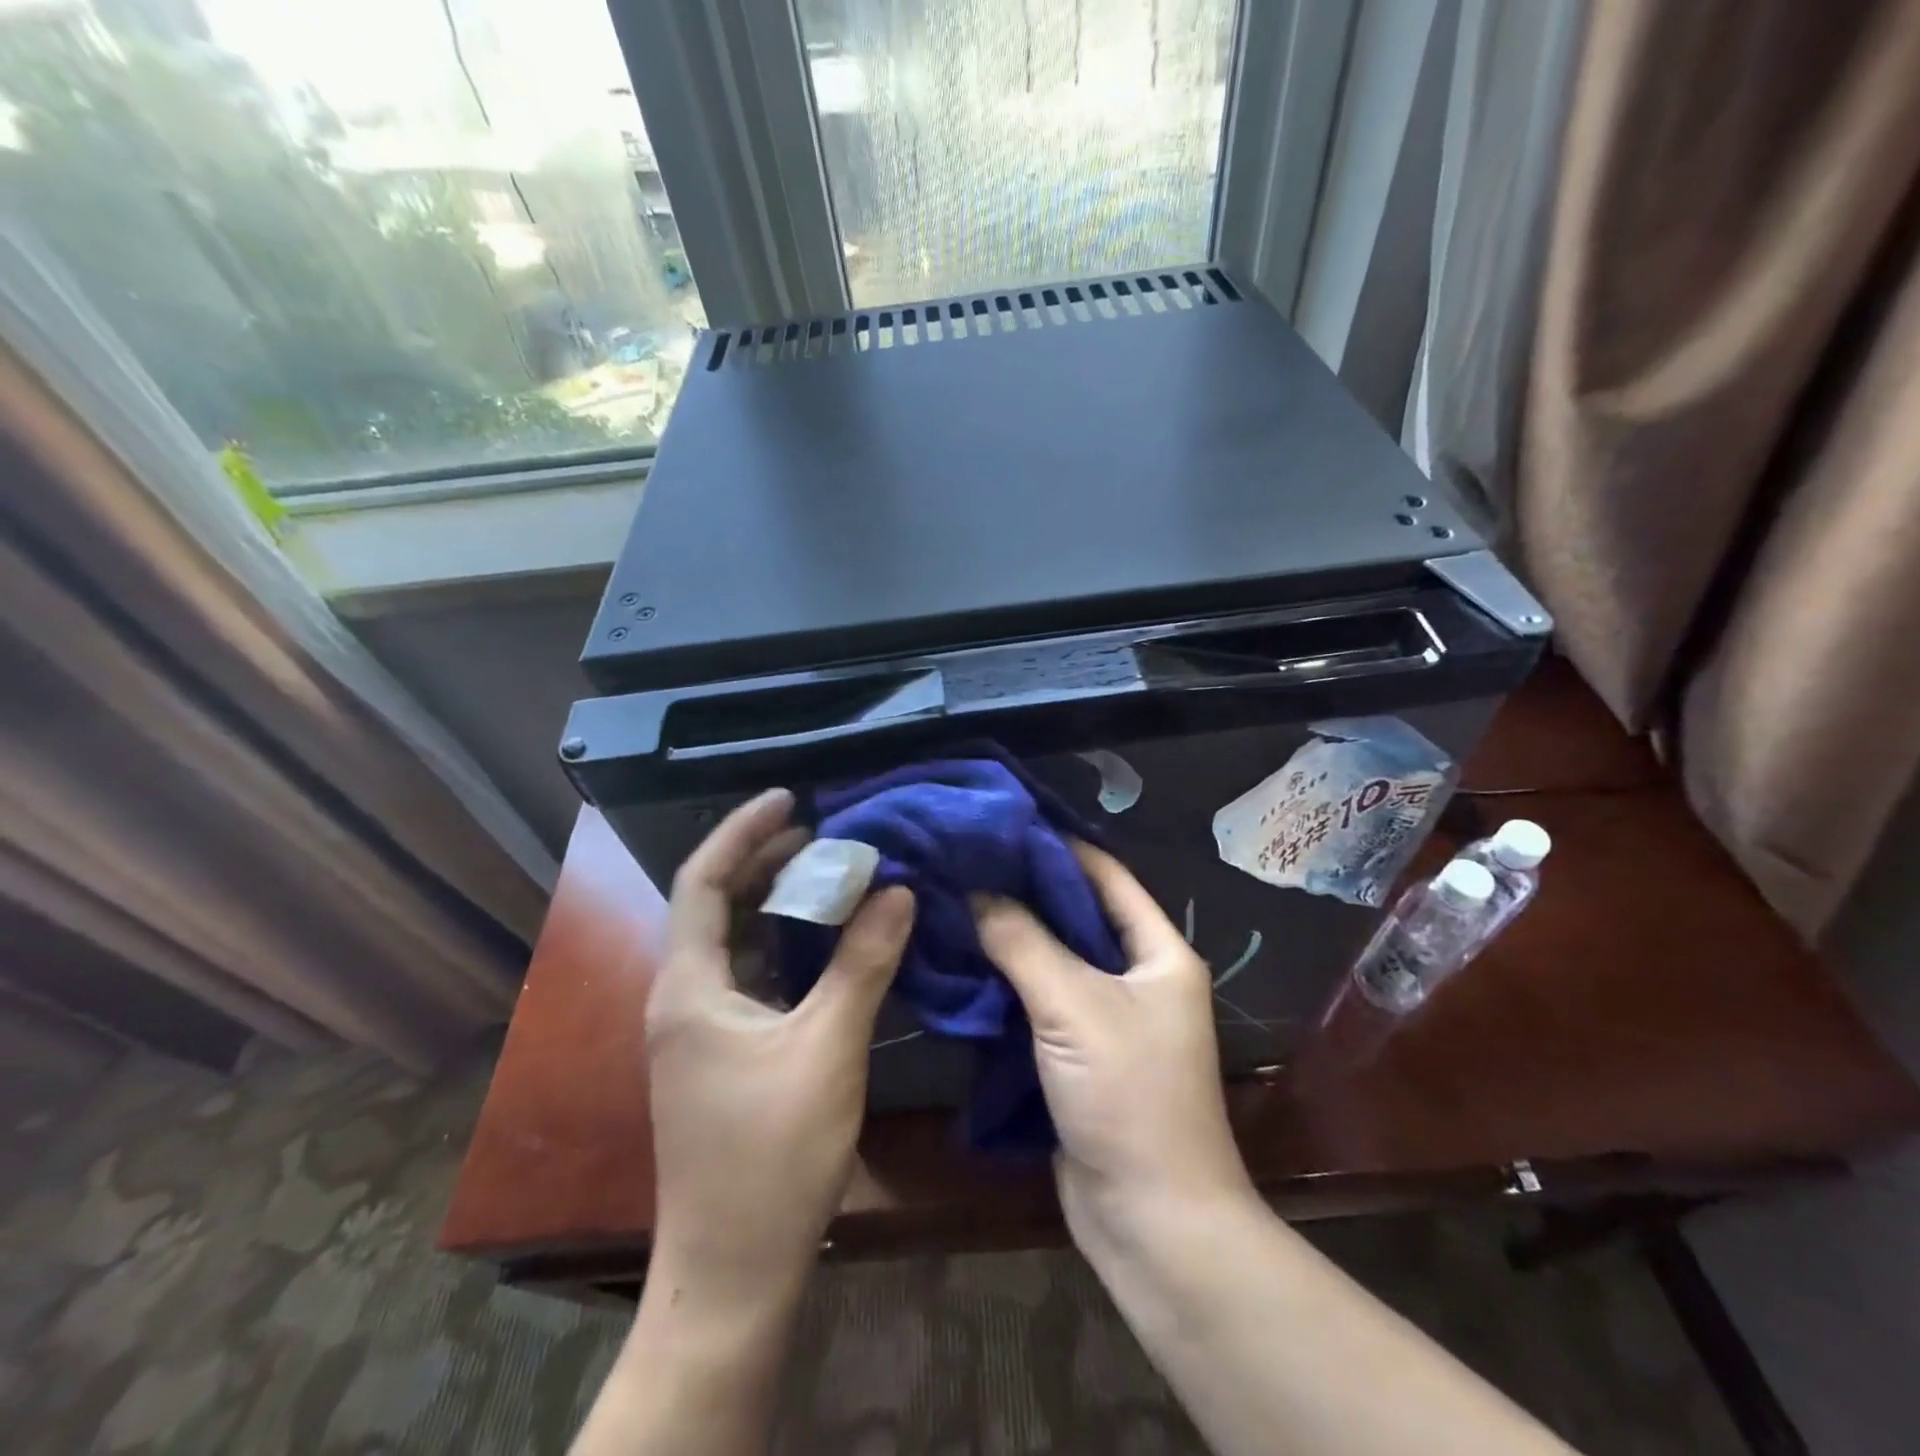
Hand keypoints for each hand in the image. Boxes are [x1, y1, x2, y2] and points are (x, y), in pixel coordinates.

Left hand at [646, 788, 915, 1295]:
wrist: (732, 1270)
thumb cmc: (772, 1155)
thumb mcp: (827, 1048)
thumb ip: (862, 964)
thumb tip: (897, 890)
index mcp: (689, 987)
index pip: (702, 880)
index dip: (742, 831)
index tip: (789, 797)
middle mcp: (681, 998)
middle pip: (714, 904)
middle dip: (763, 860)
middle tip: (820, 830)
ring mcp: (698, 1030)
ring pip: (733, 942)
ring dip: (775, 903)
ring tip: (828, 872)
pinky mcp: (719, 1054)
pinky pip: (748, 976)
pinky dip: (783, 946)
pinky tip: (824, 942)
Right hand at [973, 843, 1254, 1249]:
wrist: (1152, 1222)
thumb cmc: (1129, 1098)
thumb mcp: (1074, 1005)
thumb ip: (1022, 941)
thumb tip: (973, 890)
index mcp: (1159, 952)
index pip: (1105, 875)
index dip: (1056, 846)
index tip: (999, 823)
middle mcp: (1137, 977)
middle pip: (1074, 916)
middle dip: (1021, 890)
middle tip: (961, 862)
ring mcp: (1107, 1018)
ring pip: (1052, 959)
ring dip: (1008, 937)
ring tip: (951, 901)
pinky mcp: (1078, 1055)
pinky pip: (1039, 1002)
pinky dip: (1005, 982)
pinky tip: (961, 961)